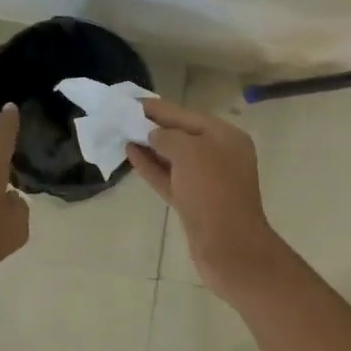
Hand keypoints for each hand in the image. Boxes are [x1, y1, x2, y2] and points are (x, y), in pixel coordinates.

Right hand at [126, 98, 286, 297]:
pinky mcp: (194, 203)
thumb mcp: (190, 152)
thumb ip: (168, 137)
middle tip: (122, 118)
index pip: (187, 115)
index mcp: (226, 136)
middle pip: (181, 135)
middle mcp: (219, 155)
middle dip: (153, 127)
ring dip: (149, 147)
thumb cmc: (212, 192)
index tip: (131, 102)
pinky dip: (152, 167)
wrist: (228, 247)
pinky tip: (131, 156)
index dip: (158, 108)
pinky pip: (170, 178)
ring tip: (122, 135)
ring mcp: (207, 181)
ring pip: (173, 158)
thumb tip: (154, 137)